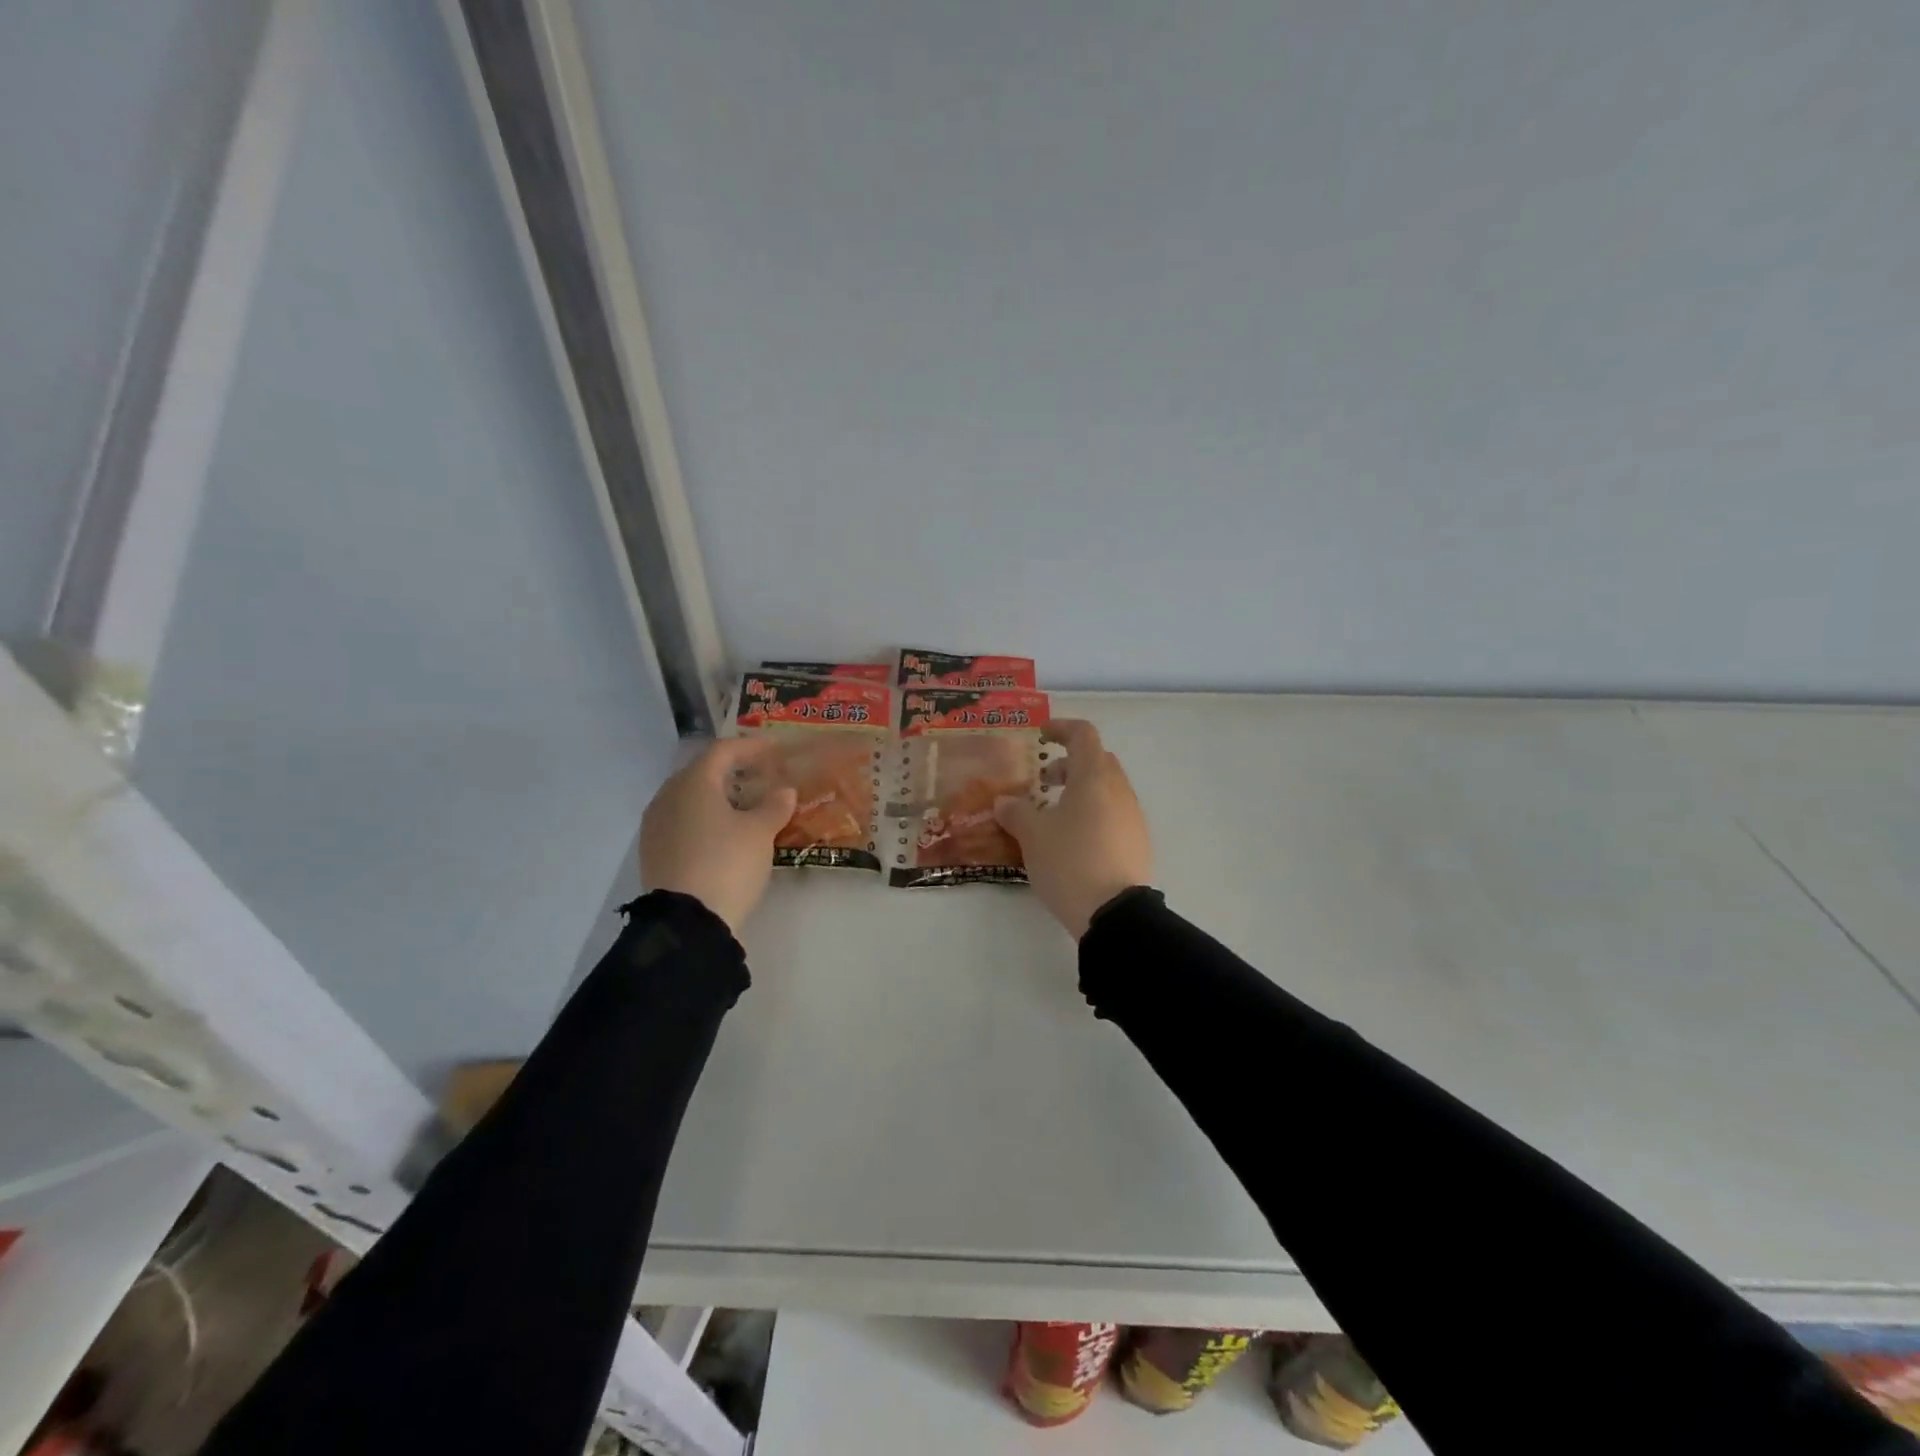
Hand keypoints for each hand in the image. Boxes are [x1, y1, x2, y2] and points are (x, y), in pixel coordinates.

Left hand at [640, 738, 796, 934]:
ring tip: (746, 807)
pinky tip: (724, 834)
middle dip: (733, 772)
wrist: (686, 923)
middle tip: (761, 777)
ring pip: (691, 799)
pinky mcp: (654, 852)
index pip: (723, 751)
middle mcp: (668, 797)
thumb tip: (784, 790)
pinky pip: (683, 822)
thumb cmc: (727, 864)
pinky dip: (705, 819)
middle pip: (703, 772)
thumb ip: (774, 805)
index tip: (774, 750)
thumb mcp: (760, 833)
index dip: (751, 747)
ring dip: (719, 797)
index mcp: (693, 783)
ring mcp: (656, 826)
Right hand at [994, 719, 1152, 938]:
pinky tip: (1072, 840)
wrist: (1114, 913)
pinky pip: (1113, 813)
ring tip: (1052, 815)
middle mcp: (1119, 790)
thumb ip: (1016, 812)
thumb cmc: (1070, 862)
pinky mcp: (1137, 842)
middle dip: (1069, 764)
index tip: (1040, 736)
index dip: (1061, 728)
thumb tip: (1004, 801)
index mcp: (1094, 777)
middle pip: (1097, 760)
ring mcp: (1133, 817)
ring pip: (1106, 788)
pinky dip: (1092, 813)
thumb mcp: (1032, 836)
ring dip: (1080, 790)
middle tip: (1042, 781)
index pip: (1083, 735)